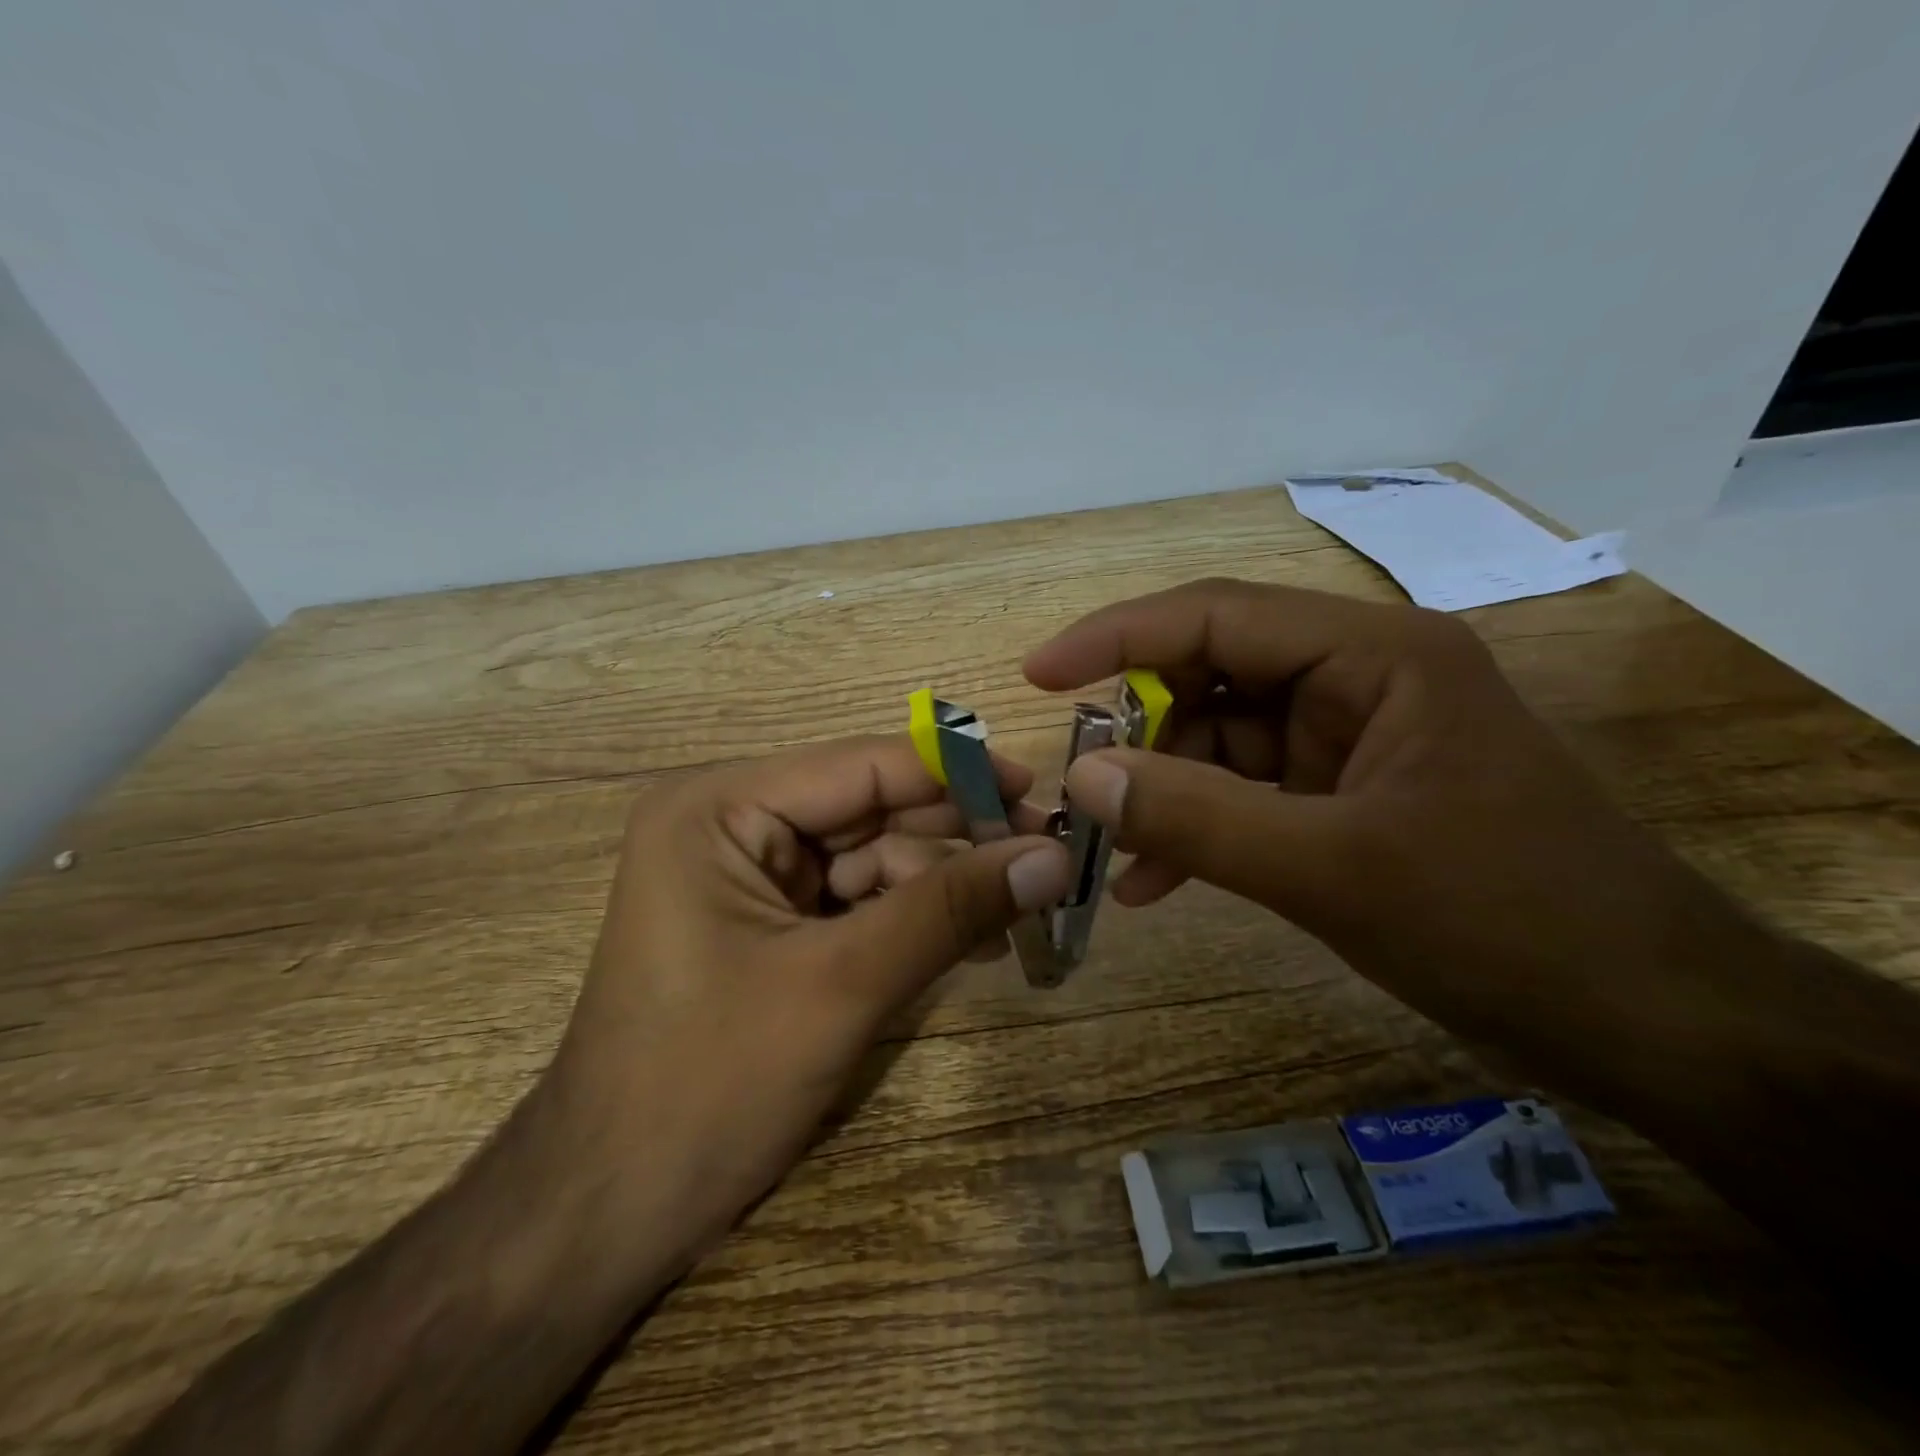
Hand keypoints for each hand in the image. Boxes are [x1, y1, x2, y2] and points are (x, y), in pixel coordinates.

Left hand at [543, 734, 1072, 1266]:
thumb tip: (1052, 856)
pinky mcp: (767, 926)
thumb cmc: (707, 1087)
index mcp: (719, 807)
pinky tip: (972, 942)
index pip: (863, 766)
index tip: (1041, 794)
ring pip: (872, 858)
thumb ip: (949, 909)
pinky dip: (913, 919)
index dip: (958, 774)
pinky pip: (856, 902)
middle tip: (1047, 860)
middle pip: (871, 809)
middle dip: (957, 838)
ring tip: (1020, 914)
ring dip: (944, 885)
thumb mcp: (840, 985)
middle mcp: (731, 824)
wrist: (606, 1218)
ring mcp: (748, 877)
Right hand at [1024, 578, 1757, 1092]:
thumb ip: (1195, 819)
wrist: (1645, 1018)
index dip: (1117, 637)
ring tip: (1107, 848)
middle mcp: (1362, 676)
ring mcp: (1355, 737)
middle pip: (1215, 675)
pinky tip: (1156, 882)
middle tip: (1077, 783)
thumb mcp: (1331, 870)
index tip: (1038, 675)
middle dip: (1140, 730)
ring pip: (1224, 740)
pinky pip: (1249, 791)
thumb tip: (1079, 780)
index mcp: (1375, 654)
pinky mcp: (1350, 793)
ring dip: (1164, 791)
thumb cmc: (1504, 923)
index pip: (1219, 615)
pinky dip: (1200, 827)